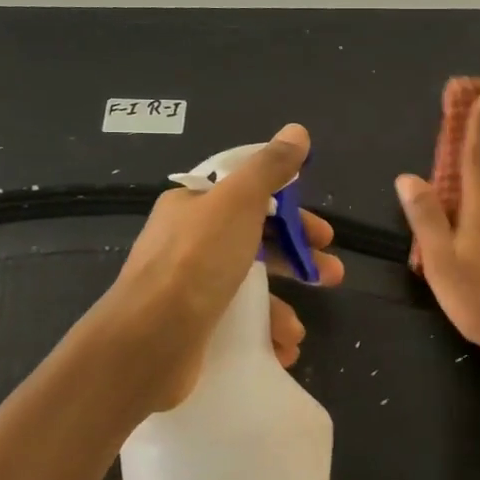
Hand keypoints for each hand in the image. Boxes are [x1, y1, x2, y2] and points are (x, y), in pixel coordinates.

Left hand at [80, 124, 344, 410]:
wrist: (148, 341)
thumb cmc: (197, 261)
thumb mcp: (238, 201)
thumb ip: (270, 167)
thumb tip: (297, 131)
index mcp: (194, 207)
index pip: (250, 197)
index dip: (291, 211)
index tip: (321, 232)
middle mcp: (189, 243)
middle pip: (257, 242)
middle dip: (298, 259)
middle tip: (331, 275)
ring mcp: (190, 288)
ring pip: (250, 287)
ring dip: (283, 305)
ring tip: (299, 330)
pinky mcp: (193, 328)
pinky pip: (239, 323)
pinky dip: (264, 333)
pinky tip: (281, 348)